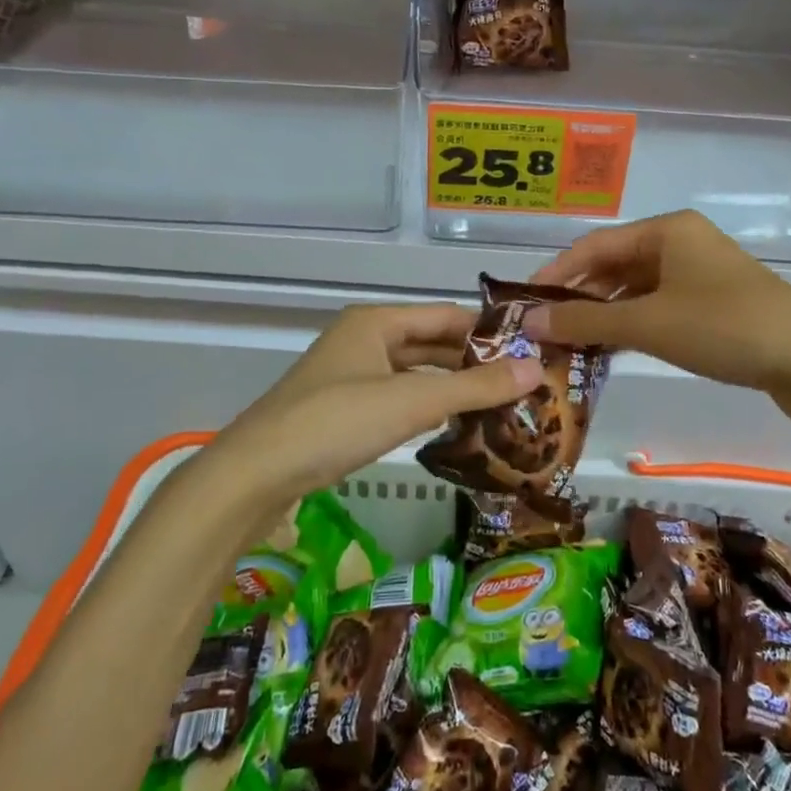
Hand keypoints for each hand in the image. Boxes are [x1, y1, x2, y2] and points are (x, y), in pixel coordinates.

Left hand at [194, 304, 542, 509]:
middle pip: (431, 344)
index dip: (488, 332)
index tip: (531, 350)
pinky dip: (427, 407)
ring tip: (502, 406)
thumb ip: (475, 386)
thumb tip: (535, 369)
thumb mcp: (411, 401)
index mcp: (376, 321)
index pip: (446, 316)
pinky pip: (398, 398)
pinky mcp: (343, 410)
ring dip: (453, 388)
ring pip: (415, 373)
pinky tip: (455, 426)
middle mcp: (364, 339)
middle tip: (524, 383)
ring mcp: (351, 376)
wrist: (255, 474)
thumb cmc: (336, 422)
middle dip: (474, 363)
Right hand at [524, 212, 790, 465]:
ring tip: (571, 345)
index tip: (524, 305)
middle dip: (578, 298)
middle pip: (614, 265)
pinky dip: (632, 325)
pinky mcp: (714, 304)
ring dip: (604, 315)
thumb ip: (585, 322)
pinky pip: (658, 307)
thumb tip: (527, 323)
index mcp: (666, 230)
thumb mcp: (647, 324)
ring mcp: (700, 274)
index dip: (555, 275)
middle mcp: (680, 242)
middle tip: (544, 332)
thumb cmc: (723, 327)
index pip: (593, 246)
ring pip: (636, 289)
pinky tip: (612, 349)